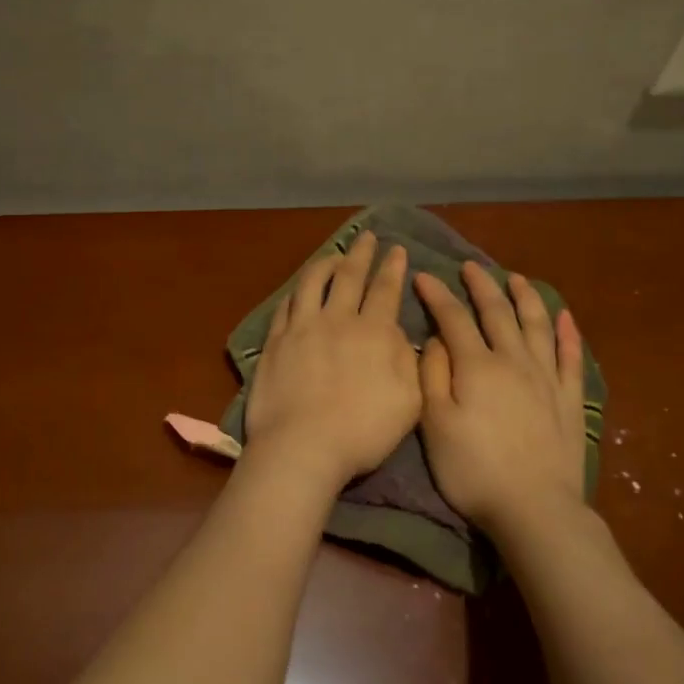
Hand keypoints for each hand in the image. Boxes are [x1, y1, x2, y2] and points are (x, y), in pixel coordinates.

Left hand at [244, 232, 420, 486]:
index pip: (385, 290)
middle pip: (350, 276)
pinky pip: (287, 305)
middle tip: (367, 236)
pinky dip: (297, 291)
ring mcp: (302, 328)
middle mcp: (337, 320)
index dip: (392, 267)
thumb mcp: (408, 400)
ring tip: (334, 256)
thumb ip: (408, 361)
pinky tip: (300, 290)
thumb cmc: (363, 431)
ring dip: (326, 264)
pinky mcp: (276, 341)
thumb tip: (400, 332)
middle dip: (362, 253)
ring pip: (314, 282)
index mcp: (373, 332)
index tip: (397, 250)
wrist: (303, 446)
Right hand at [414, 262, 587, 533]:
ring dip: (525, 298)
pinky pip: (571, 357)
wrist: (534, 508)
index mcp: (476, 366)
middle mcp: (513, 361)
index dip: (437, 295)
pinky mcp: (569, 399)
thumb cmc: (474, 470)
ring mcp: (546, 378)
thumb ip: (432, 376)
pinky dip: (568, 333)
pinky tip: (565, 316)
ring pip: (536, 325)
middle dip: (481, 286)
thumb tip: (435, 339)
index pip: (454, 319)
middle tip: (470, 266)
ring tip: (516, 278)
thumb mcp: (435, 425)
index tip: (424, 276)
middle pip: (497, 313)